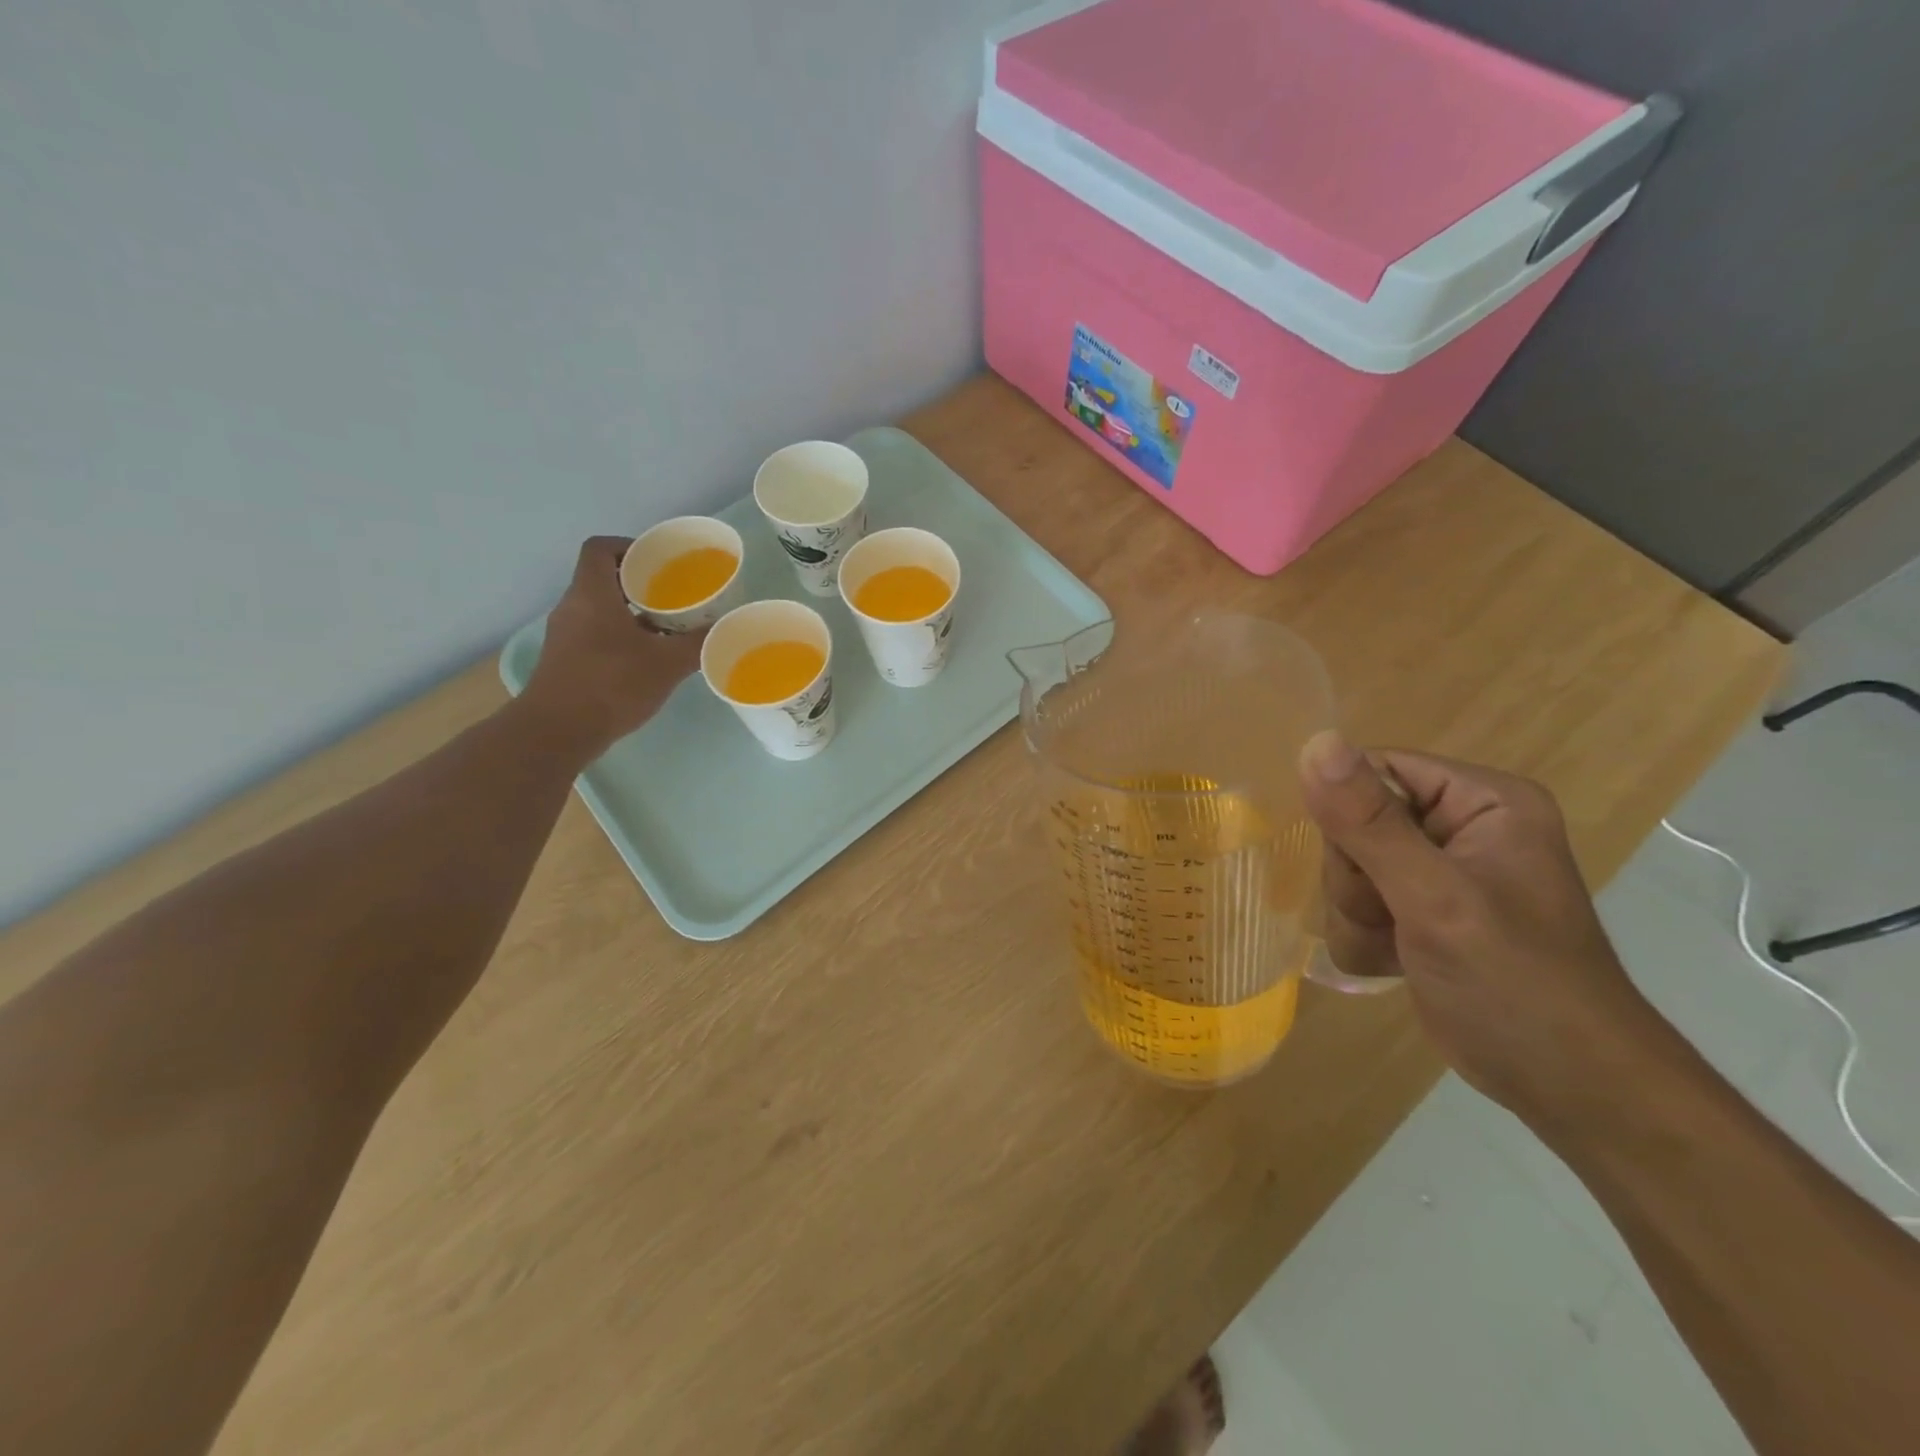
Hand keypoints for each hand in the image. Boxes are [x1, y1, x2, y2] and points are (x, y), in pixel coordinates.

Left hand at [522, 537, 705, 757]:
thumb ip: (698, 643)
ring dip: (632, 614)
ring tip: (668, 629)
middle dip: (640, 585)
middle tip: (675, 598)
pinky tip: (648, 659)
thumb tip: (724, 628)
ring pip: (601, 610)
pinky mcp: (565, 661)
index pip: (601, 548)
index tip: (659, 562)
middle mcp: (572, 607)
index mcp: (592, 594)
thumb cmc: (612, 684)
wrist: (558, 731)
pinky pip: (596, 634)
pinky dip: (621, 637)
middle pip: (604, 579)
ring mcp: (565, 635)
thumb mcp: (667, 663)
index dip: (629, 547)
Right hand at [1298, 732, 1659, 1125]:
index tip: (1366, 866)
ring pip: (1345, 869)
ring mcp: (1437, 872)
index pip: (1376, 770)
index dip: (1350, 814)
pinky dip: (1364, 939)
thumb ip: (1370, 823)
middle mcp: (1459, 826)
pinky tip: (1396, 964)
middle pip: (1353, 823)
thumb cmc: (1515, 984)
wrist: (1566, 1087)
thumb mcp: (1435, 897)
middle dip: (1356, 879)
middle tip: (1393, 917)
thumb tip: (1315, 742)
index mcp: (1483, 801)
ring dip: (1357, 915)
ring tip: (1400, 947)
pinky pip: (1354, 905)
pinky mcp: (1420, 912)